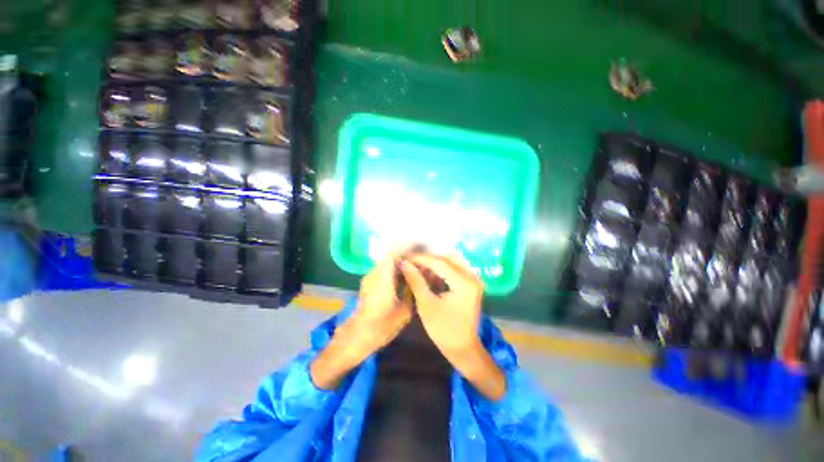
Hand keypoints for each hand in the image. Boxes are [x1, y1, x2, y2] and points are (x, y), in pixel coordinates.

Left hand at [311, 249, 411, 389]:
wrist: (356, 338)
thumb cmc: (381, 326)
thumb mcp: (404, 311)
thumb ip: (412, 290)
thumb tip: (419, 277)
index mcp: (382, 278)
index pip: (393, 253)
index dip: (406, 247)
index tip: (419, 247)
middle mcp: (374, 273)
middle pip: (391, 256)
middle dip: (406, 255)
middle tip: (421, 260)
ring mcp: (370, 277)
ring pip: (387, 263)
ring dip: (400, 263)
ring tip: (416, 268)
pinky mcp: (369, 283)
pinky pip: (384, 270)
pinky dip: (395, 270)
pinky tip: (405, 278)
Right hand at [400, 253, 482, 356]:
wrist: (463, 349)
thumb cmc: (443, 330)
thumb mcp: (426, 304)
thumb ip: (416, 281)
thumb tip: (405, 263)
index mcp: (464, 283)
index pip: (440, 263)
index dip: (421, 259)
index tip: (405, 258)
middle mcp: (472, 277)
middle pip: (447, 259)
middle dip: (428, 259)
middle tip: (411, 261)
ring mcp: (473, 280)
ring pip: (451, 262)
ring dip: (434, 263)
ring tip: (417, 266)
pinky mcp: (471, 284)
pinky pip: (455, 270)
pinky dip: (441, 270)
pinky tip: (429, 274)